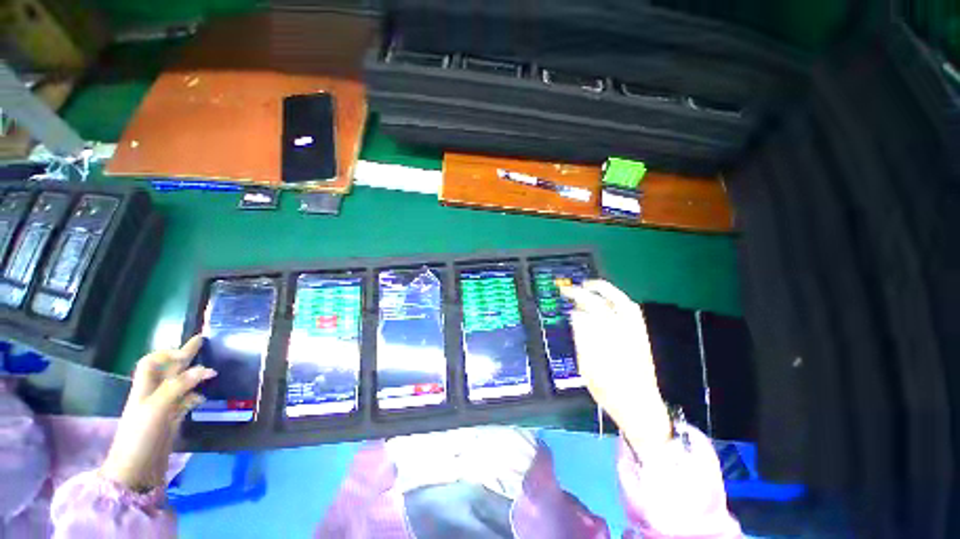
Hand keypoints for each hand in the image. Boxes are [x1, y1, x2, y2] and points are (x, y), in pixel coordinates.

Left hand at [100, 336, 215, 491]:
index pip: (151, 362)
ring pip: (180, 384)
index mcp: (145, 389)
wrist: (136, 470)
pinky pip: (186, 401)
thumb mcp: (156, 408)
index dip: (167, 354)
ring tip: (211, 368)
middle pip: (168, 370)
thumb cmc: (140, 436)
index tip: (187, 353)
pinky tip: (206, 395)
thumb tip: (206, 369)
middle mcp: (154, 394)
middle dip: (184, 355)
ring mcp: (163, 408)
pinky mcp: (171, 421)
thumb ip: (178, 386)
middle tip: (202, 341)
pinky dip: (196, 395)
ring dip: (194, 375)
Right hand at [560, 280, 670, 454]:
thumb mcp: (588, 368)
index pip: (591, 312)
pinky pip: (633, 312)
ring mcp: (637, 334)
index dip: (578, 301)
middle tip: (578, 286)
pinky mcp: (642, 337)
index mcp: (609, 341)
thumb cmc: (610, 392)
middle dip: (592, 291)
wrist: (640, 408)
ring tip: (593, 288)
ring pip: (625, 304)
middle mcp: (626, 333)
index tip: (566, 298)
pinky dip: (619, 301)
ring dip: (609, 292)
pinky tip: (609, 303)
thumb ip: (583, 339)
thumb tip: (576, 316)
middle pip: (610, 303)